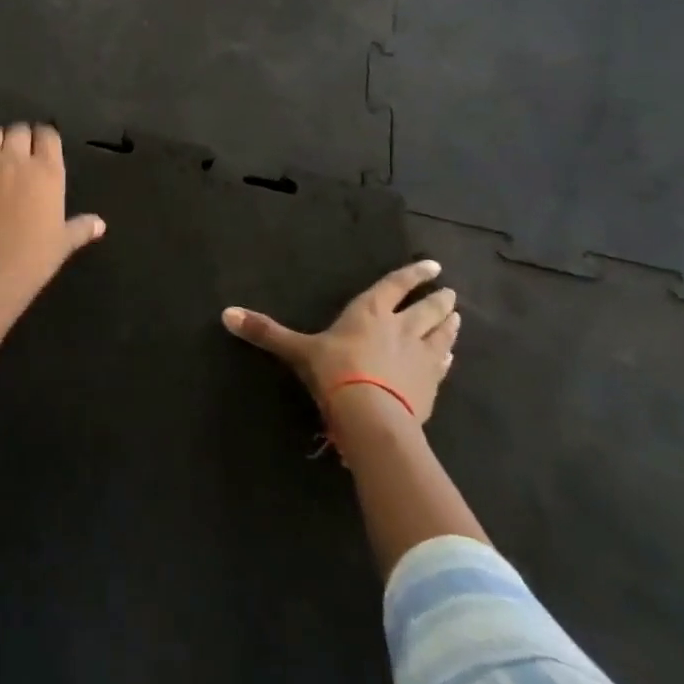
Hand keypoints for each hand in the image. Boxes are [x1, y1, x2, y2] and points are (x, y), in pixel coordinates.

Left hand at [0, 123, 105, 387]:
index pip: (48, 134)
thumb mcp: (63, 243)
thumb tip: (100, 224)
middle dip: (20, 138)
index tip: (42, 148)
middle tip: (19, 155)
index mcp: (46, 170)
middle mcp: (14, 159)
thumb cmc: (34, 259)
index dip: (44, 138)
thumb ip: (81, 228)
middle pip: (18, 130)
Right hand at [221, 259, 458, 422]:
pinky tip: (449, 358)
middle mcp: (401, 329)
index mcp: (370, 312)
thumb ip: (266, 333)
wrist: (372, 417)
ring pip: (440, 335)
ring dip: (448, 325)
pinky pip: (442, 366)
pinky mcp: (430, 387)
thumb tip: (225, 314)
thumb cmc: (334, 373)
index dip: (413, 274)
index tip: (433, 266)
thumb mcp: (297, 351)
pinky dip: (446, 358)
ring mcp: (420, 358)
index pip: (396, 286)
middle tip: (450, 293)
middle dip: (437, 299)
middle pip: (425, 309)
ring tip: (457, 316)